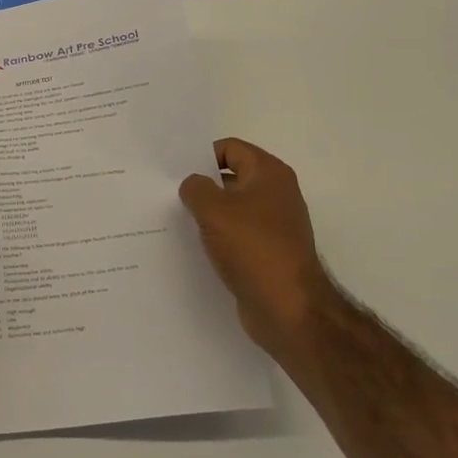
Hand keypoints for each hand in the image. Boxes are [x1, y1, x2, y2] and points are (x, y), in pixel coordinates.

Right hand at [180, 138, 338, 363]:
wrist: (288, 309)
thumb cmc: (253, 248)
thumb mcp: (213, 210)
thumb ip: (195, 188)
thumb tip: (193, 185)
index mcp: (269, 173)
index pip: (230, 149)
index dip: (201, 156)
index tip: (174, 171)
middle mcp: (276, 194)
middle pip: (231, 177)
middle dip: (202, 185)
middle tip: (168, 193)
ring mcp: (274, 225)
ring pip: (232, 209)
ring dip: (208, 214)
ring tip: (176, 220)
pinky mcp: (268, 253)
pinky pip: (237, 235)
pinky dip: (218, 238)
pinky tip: (196, 247)